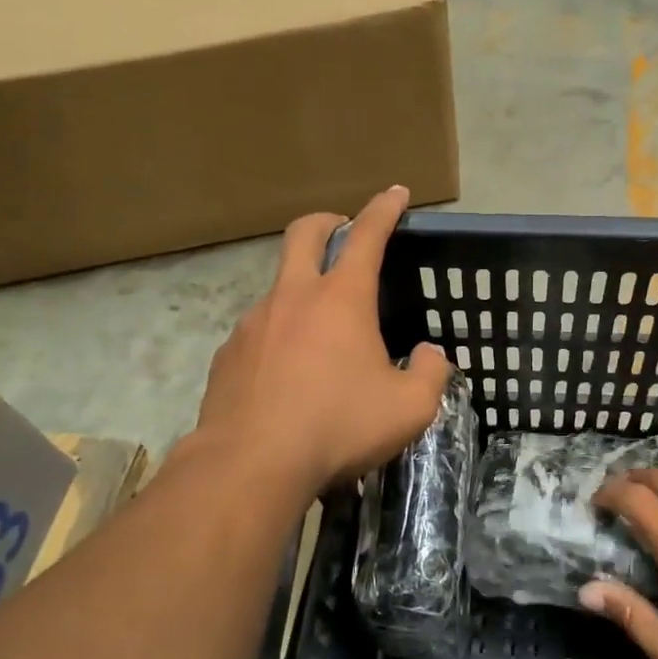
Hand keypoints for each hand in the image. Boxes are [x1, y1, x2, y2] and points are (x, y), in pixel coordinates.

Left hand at [196, 186, 451, 492]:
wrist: (251, 464)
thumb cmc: (339, 426)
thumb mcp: (409, 408)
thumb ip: (429, 374)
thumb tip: (429, 356)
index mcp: (341, 298)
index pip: (367, 235)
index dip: (384, 209)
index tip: (396, 193)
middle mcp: (293, 297)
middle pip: (305, 234)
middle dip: (328, 222)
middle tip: (343, 230)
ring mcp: (253, 323)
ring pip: (279, 287)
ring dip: (302, 290)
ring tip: (320, 334)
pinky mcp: (228, 355)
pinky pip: (258, 332)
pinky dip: (278, 337)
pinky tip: (286, 376)